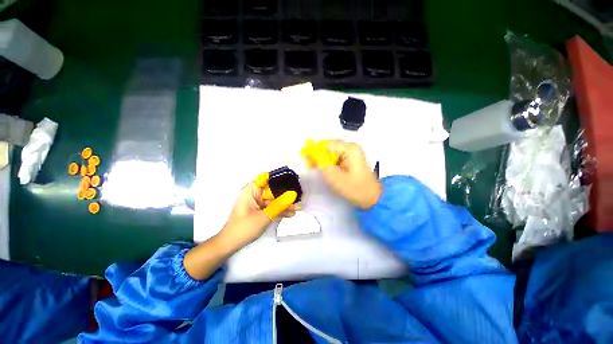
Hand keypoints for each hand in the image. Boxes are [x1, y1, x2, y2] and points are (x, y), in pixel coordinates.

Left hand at [218, 173, 298, 249]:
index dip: (279, 176)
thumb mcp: (264, 216)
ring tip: (299, 207)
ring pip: (274, 200)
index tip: (292, 179)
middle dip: (286, 193)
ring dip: (285, 204)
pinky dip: (280, 210)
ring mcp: (258, 203)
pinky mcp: (260, 211)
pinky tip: (291, 213)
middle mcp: (255, 194)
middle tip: (299, 196)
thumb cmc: (244, 227)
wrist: (231, 244)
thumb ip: (280, 204)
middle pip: (273, 190)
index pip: (267, 177)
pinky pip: (272, 207)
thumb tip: (293, 194)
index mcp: (251, 190)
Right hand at [306, 140, 380, 208]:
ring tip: (318, 169)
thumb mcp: (335, 177)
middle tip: (311, 166)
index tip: (308, 161)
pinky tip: (326, 171)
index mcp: (349, 148)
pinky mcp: (350, 159)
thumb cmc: (355, 188)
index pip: (326, 144)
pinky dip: (329, 163)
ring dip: (323, 160)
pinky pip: (336, 157)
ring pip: (331, 152)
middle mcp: (351, 147)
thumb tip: (310, 154)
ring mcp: (351, 153)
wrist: (371, 198)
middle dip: (318, 155)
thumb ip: (321, 164)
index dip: (315, 151)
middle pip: (328, 147)